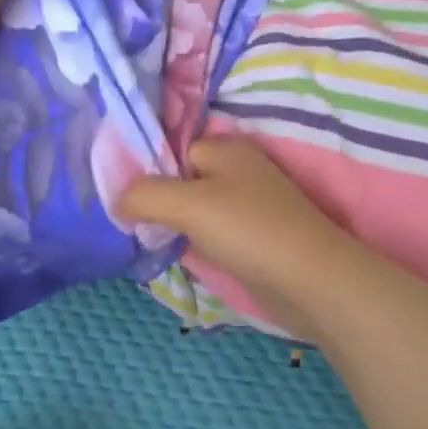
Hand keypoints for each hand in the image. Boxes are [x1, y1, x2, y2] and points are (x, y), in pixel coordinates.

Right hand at [118, 136, 355, 340]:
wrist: (310, 280)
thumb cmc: (247, 230)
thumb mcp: (186, 204)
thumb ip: (144, 195)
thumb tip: (117, 201)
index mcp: (225, 148)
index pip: (172, 150)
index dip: (147, 173)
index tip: (124, 202)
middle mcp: (239, 170)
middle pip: (183, 179)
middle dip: (159, 202)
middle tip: (132, 226)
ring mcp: (250, 205)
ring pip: (198, 209)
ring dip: (176, 225)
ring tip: (149, 242)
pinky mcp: (256, 237)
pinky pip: (214, 232)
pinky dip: (198, 243)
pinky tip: (182, 256)